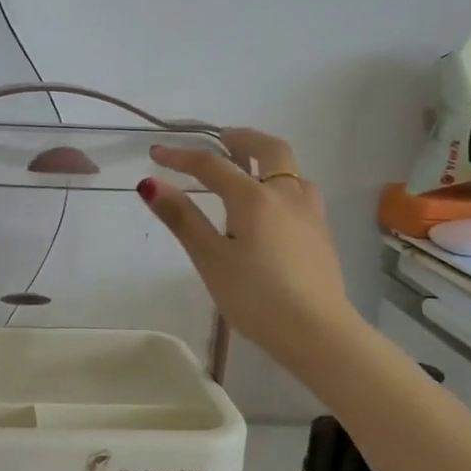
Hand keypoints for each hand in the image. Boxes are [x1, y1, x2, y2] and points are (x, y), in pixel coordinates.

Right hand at [138, 128, 353, 369]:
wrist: (317, 332)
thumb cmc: (255, 297)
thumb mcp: (210, 259)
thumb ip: (182, 218)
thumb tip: (149, 183)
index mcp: (254, 197)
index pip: (212, 165)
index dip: (181, 157)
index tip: (156, 153)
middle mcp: (287, 193)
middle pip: (268, 148)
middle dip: (240, 138)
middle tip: (219, 141)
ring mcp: (310, 212)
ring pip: (291, 169)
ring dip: (266, 160)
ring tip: (245, 173)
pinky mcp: (321, 233)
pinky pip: (300, 191)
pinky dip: (280, 183)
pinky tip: (271, 209)